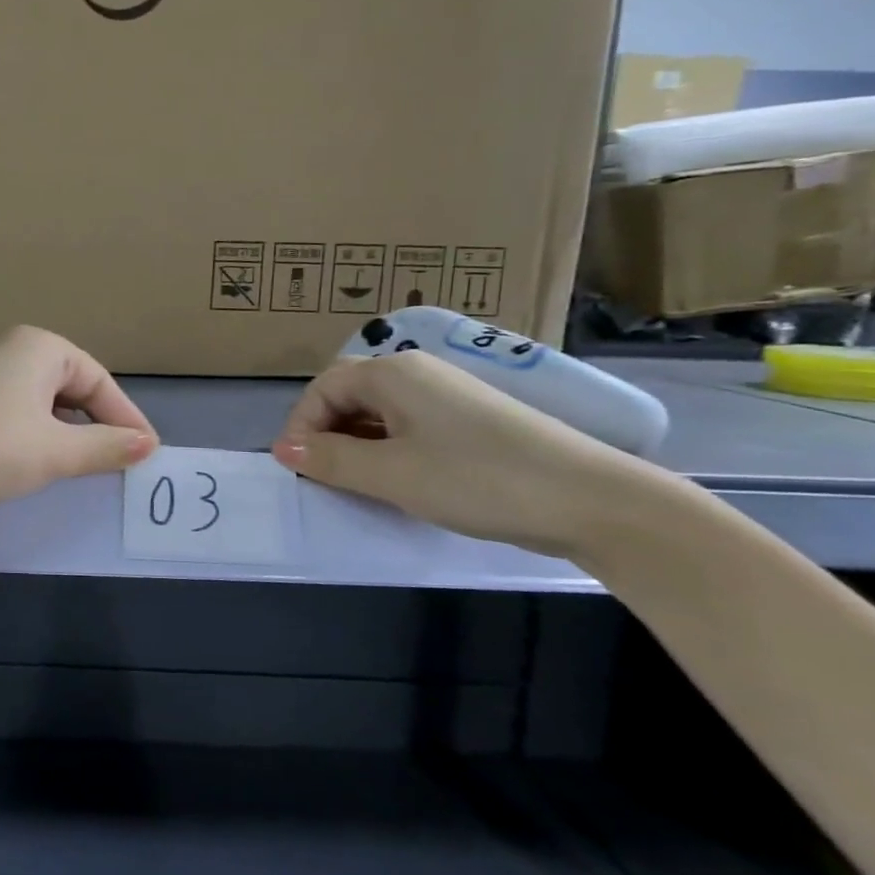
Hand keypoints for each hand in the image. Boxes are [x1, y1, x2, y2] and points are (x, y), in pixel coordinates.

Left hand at [0, 326, 157, 517]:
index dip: (125, 417)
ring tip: (86, 464)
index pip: (99, 380)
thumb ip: (106, 446)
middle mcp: (13, 350)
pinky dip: (40, 433)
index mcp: (39, 347)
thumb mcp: (56, 452)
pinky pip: (19, 411)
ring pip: (45, 401)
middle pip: (73, 386)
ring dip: (69, 431)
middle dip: (98, 423)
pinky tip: (41, 459)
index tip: (147, 453)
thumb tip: (148, 445)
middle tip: (120, 460)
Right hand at [270, 351, 647, 558]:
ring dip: (358, 446)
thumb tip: (284, 449)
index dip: (302, 427)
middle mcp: (417, 373)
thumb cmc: (477, 480)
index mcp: (393, 374)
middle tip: (328, 480)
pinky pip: (409, 427)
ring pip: (379, 414)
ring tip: (363, 486)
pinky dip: (390, 451)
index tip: (300, 471)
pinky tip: (402, 483)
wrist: (591, 500)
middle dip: (328, 436)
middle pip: (349, 396)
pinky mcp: (471, 420)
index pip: (322, 389)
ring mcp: (448, 396)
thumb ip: (330, 460)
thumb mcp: (390, 474)